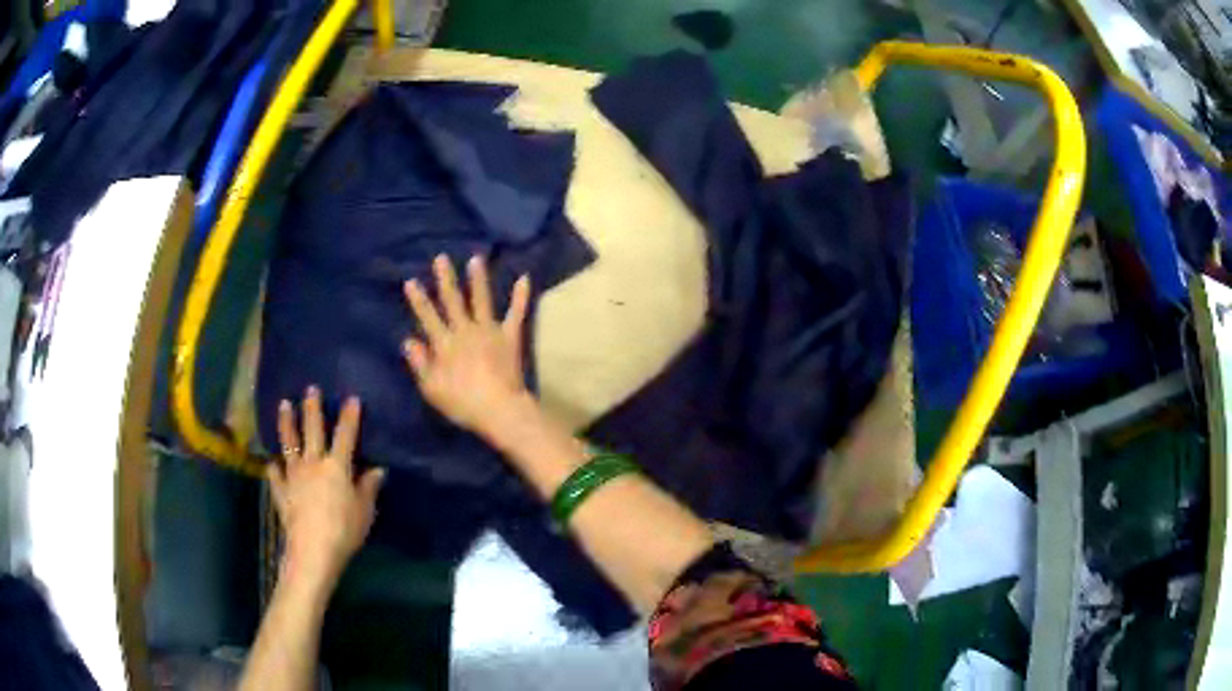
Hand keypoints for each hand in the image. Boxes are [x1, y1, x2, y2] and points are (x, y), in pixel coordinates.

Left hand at [270, 388, 384, 588]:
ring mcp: (294, 476)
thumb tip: (378, 469)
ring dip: (287, 424)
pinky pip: (276, 476)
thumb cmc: (344, 530)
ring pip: (289, 444)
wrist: (313, 549)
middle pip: (312, 431)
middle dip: (312, 408)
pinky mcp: (282, 492)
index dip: (350, 417)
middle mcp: (313, 464)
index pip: (345, 435)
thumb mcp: (365, 510)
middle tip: (310, 388)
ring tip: (284, 405)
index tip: (352, 398)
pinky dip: (274, 468)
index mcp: (337, 466)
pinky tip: (272, 463)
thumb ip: (369, 488)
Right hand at [402, 254, 532, 437]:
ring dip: (478, 279)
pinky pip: (516, 313)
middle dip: (445, 279)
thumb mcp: (431, 388)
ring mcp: (489, 331)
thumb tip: (408, 340)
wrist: (498, 409)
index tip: (411, 281)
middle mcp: (465, 331)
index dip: (418, 300)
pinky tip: (525, 278)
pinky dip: (520, 296)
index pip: (427, 317)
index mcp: (444, 344)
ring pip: (481, 300)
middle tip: (441, 257)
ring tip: (476, 258)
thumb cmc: (462, 403)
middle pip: (453, 301)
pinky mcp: (510, 337)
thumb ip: (419, 363)